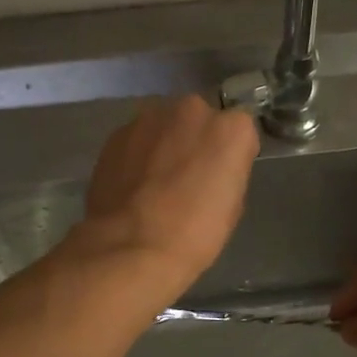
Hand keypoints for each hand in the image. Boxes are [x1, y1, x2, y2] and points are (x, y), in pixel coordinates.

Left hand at [76, 95, 259, 300]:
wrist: (132, 246)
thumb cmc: (195, 234)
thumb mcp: (232, 205)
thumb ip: (226, 171)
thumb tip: (211, 168)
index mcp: (231, 129)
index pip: (238, 132)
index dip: (229, 155)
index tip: (220, 177)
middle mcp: (193, 110)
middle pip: (199, 119)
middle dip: (194, 140)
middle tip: (186, 175)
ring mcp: (151, 117)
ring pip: (165, 125)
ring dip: (164, 143)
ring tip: (154, 180)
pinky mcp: (118, 132)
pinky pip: (137, 138)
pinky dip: (137, 153)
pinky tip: (132, 183)